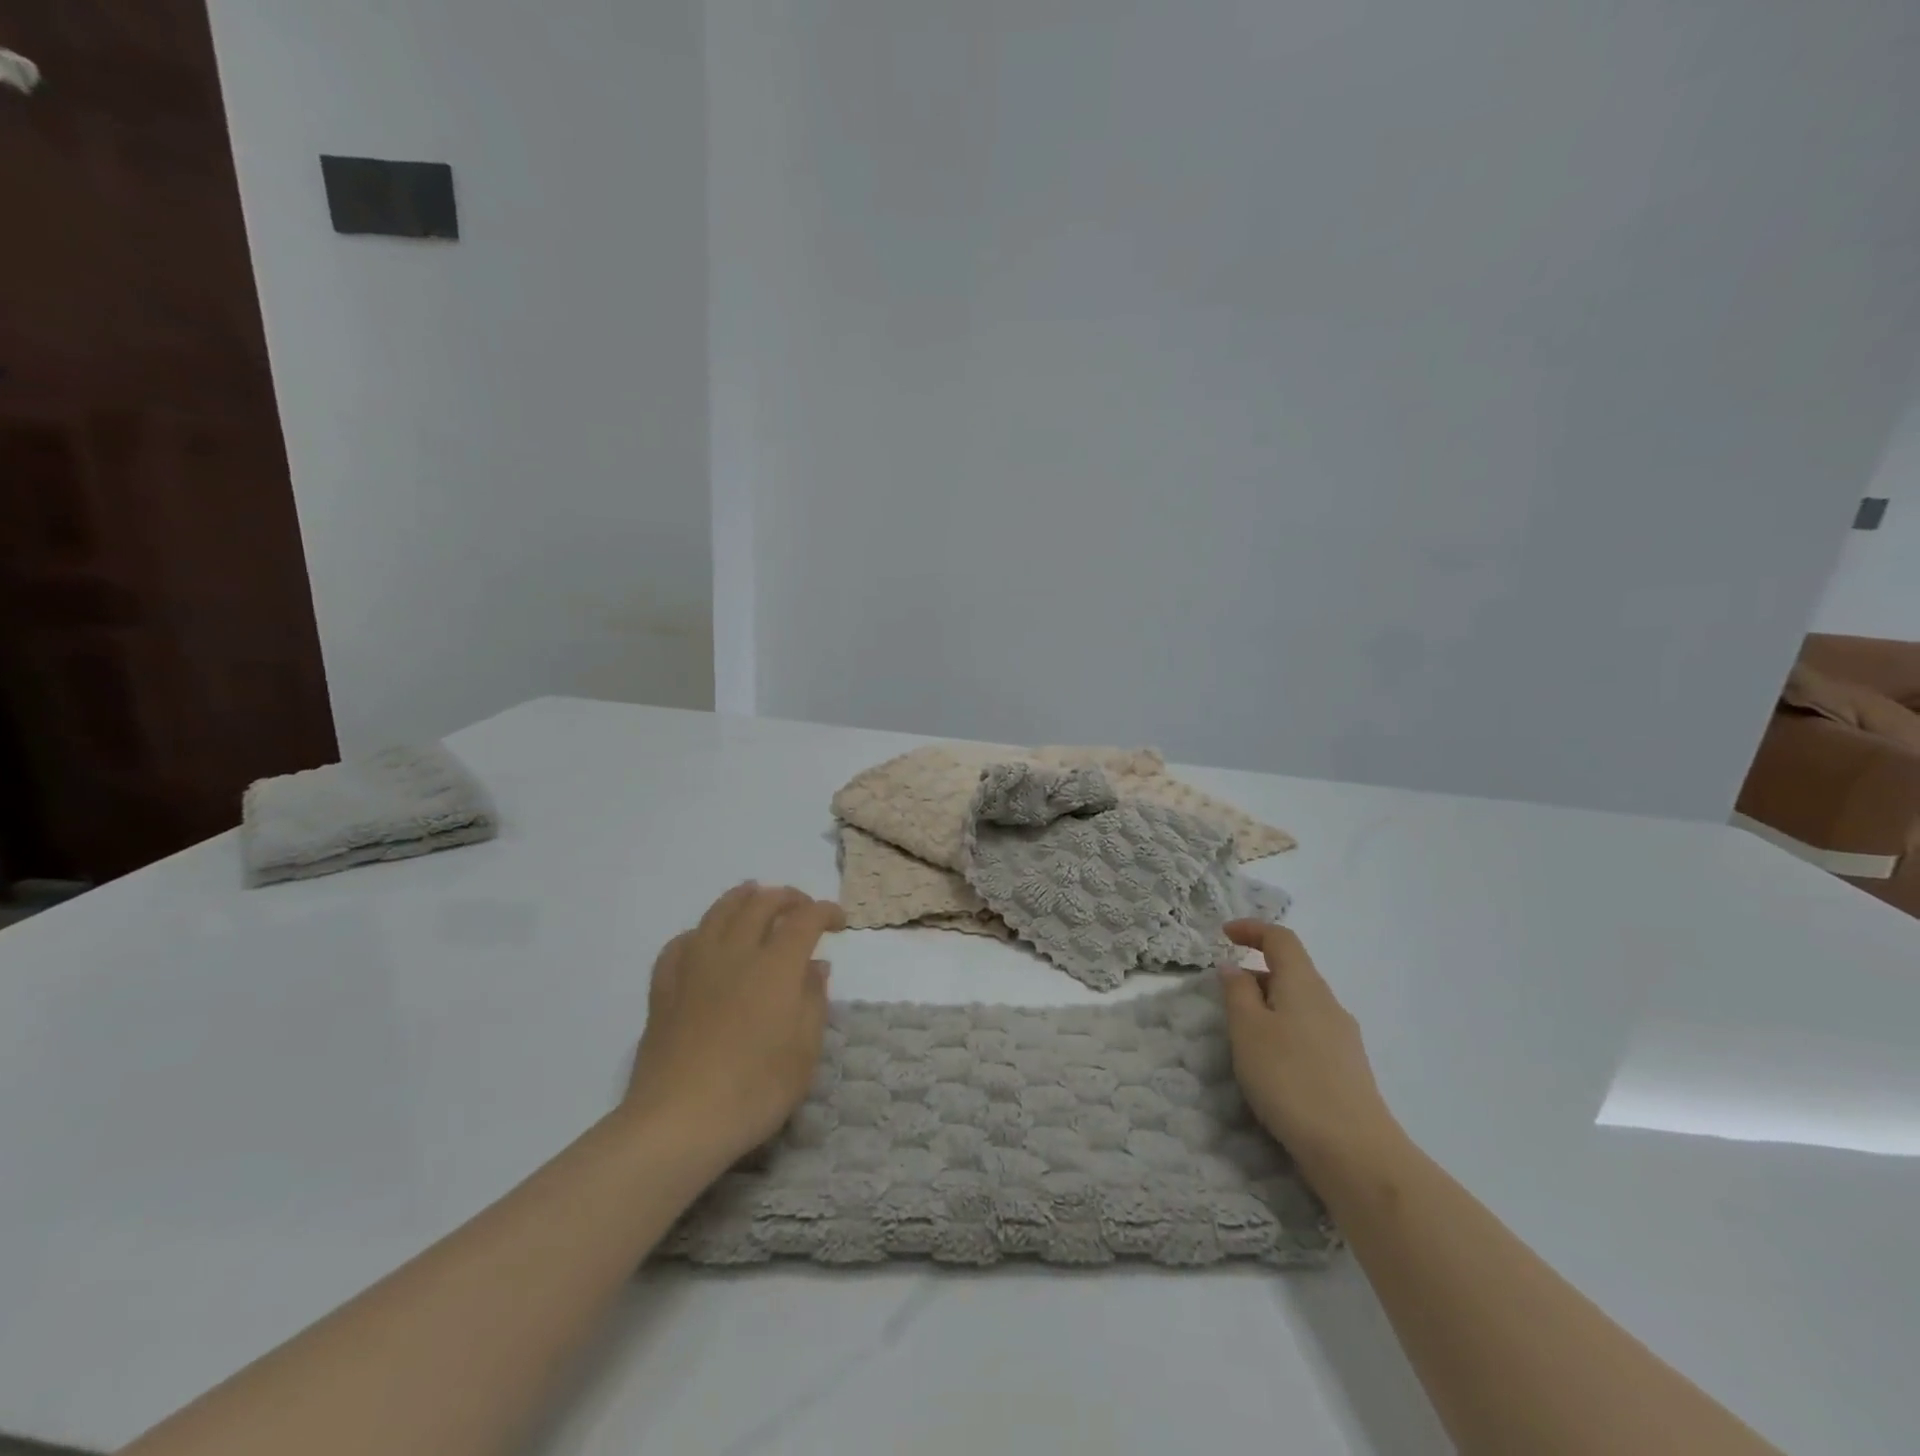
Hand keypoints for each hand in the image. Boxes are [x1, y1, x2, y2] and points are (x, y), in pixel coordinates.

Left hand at [624, 883, 844, 1166]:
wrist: (678, 1121)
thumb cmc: (755, 1090)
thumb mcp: (805, 1052)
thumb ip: (813, 1001)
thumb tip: (816, 965)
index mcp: (776, 966)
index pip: (805, 919)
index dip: (825, 912)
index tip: (839, 922)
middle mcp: (736, 953)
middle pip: (761, 904)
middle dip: (787, 897)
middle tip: (801, 907)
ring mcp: (695, 967)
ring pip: (719, 913)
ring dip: (742, 898)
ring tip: (753, 895)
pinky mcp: (664, 988)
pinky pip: (681, 943)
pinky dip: (700, 932)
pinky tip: (704, 941)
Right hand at [1220, 921, 1404, 1182]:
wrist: (1354, 1151)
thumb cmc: (1290, 1079)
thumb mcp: (1248, 1030)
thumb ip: (1237, 993)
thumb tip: (1233, 967)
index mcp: (1304, 984)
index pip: (1281, 939)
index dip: (1252, 929)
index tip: (1224, 934)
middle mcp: (1328, 1002)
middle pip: (1292, 970)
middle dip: (1257, 971)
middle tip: (1225, 992)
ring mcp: (1343, 1036)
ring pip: (1300, 1002)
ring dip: (1269, 1003)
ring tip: (1243, 1030)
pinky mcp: (1348, 1067)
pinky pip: (1309, 1030)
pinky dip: (1284, 1029)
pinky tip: (1271, 1061)